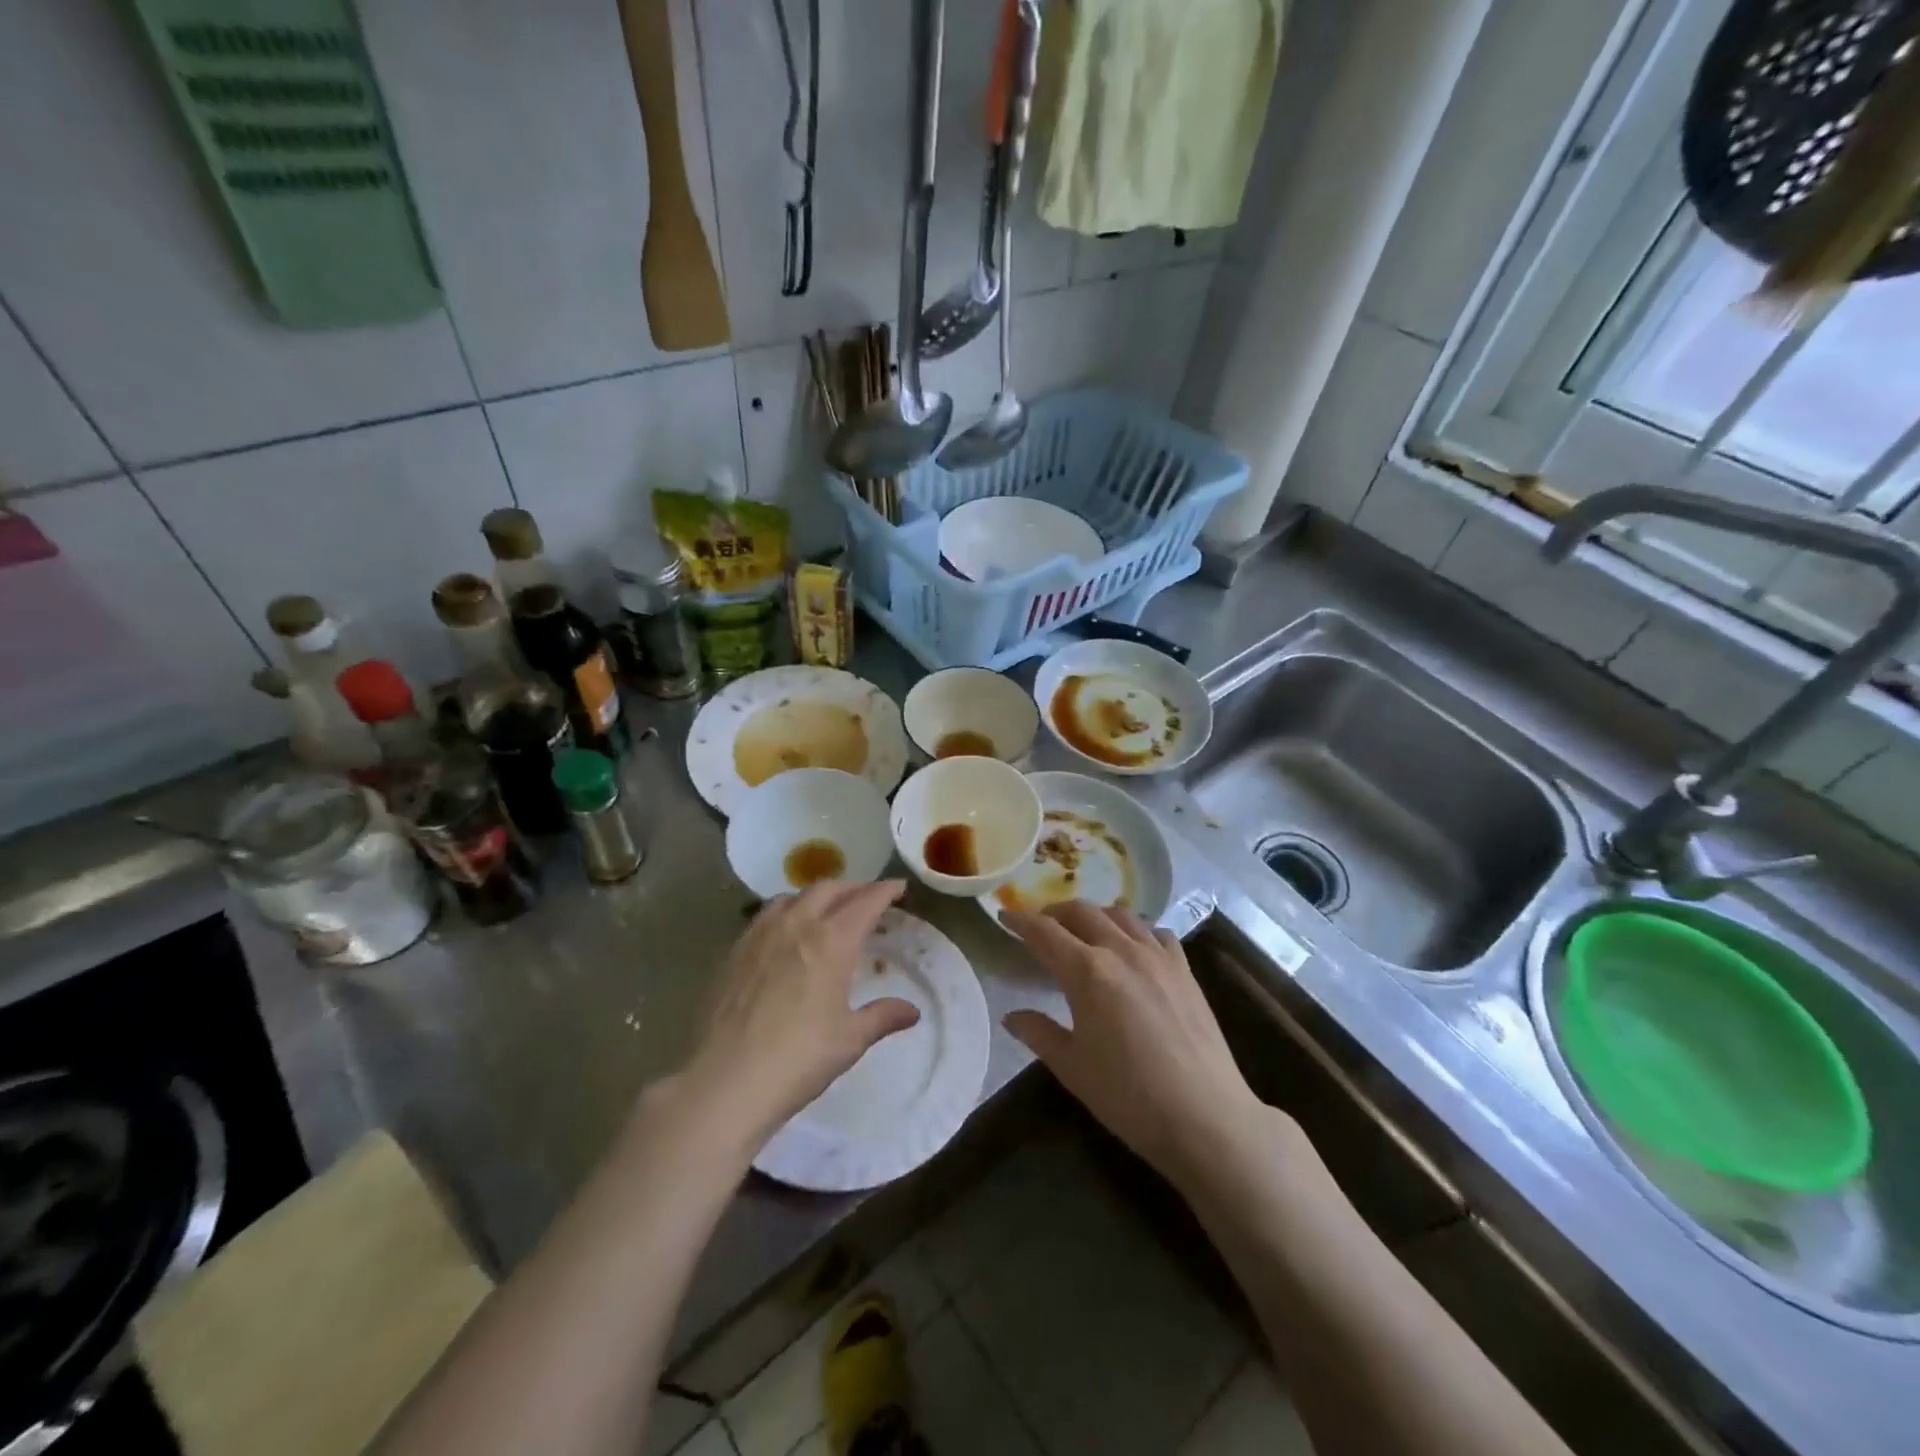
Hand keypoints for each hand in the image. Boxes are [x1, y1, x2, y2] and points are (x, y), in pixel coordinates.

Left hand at [676, 881, 919, 1153]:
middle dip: (853, 888)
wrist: (726, 1081)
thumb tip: (912, 1011)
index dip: (885, 890)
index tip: (899, 887)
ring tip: (827, 910)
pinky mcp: (736, 950)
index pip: (865, 901)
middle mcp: (797, 925)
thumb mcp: (850, 1040)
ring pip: (794, 896)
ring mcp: (761, 934)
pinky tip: (786, 932)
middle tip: (868, 898)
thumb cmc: (798, 1058)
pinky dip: (787, 910)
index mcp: (832, 941)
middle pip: (828, 889)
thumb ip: (882, 1017)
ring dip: (818, 895)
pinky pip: (766, 914)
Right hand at [1003, 903, 1266, 1186]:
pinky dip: (1137, 930)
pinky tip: (1134, 947)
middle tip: (1041, 925)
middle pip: (1082, 912)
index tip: (1005, 917)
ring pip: (1120, 915)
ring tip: (1084, 930)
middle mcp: (1121, 950)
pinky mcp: (1185, 969)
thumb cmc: (1128, 1097)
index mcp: (1087, 971)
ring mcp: (1158, 956)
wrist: (1205, 1117)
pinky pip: (1156, 933)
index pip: (1044, 932)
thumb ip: (1038, 1033)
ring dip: (1095, 915)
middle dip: (1055, 912)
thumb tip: (1012, 1016)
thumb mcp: (1072, 1067)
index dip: (1020, 921)